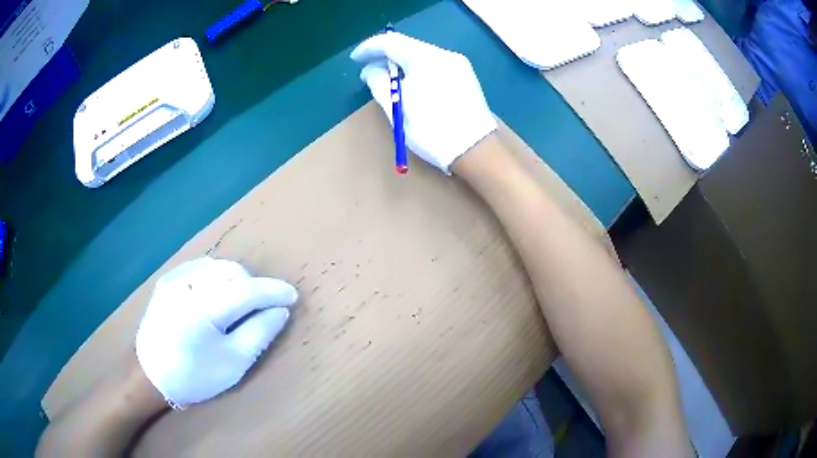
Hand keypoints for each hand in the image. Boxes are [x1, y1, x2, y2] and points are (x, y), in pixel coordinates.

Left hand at [136, 257, 297, 407]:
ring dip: (236, 281)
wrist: (150, 375)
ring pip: (217, 267)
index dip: (272, 291)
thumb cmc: (194, 376)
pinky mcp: (168, 280)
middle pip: (231, 272)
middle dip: (252, 287)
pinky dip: (217, 279)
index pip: (245, 290)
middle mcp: (186, 285)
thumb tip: (279, 310)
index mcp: (201, 309)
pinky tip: (216, 298)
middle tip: (260, 310)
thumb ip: (259, 333)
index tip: (292, 296)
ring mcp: (174, 279)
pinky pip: (201, 269)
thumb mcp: (233, 363)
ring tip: (238, 306)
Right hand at [350, 32, 496, 173]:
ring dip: (401, 64)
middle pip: (408, 46)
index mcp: (426, 59)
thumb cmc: (432, 131)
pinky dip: (418, 70)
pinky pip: (435, 65)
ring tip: (388, 80)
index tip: (355, 59)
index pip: (391, 42)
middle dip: (385, 56)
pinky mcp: (466, 77)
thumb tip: (371, 70)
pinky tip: (411, 83)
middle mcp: (445, 55)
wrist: (476, 151)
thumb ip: (379, 83)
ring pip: (422, 56)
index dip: (369, 48)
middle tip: (368, 71)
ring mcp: (459, 65)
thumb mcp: (397, 108)